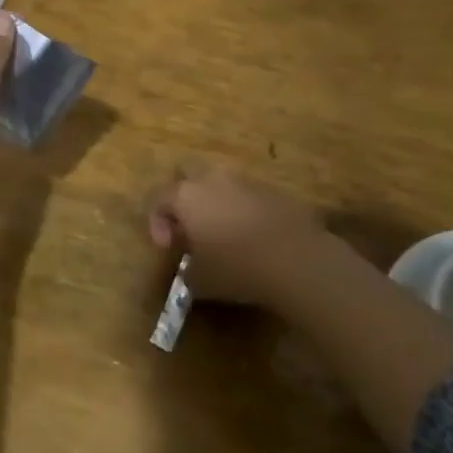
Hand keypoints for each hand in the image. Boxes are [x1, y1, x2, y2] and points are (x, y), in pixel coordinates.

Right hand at [148, 164, 336, 308]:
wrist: (296, 258)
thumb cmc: (237, 268)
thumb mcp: (201, 281)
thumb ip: (188, 271)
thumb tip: (190, 269)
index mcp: (186, 196)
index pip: (157, 198)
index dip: (156, 222)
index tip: (168, 248)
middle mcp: (211, 179)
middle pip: (186, 171)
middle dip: (181, 193)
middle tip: (188, 224)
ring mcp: (243, 180)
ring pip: (218, 180)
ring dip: (214, 199)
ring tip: (222, 231)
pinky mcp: (271, 189)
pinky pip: (246, 193)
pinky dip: (241, 208)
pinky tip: (251, 235)